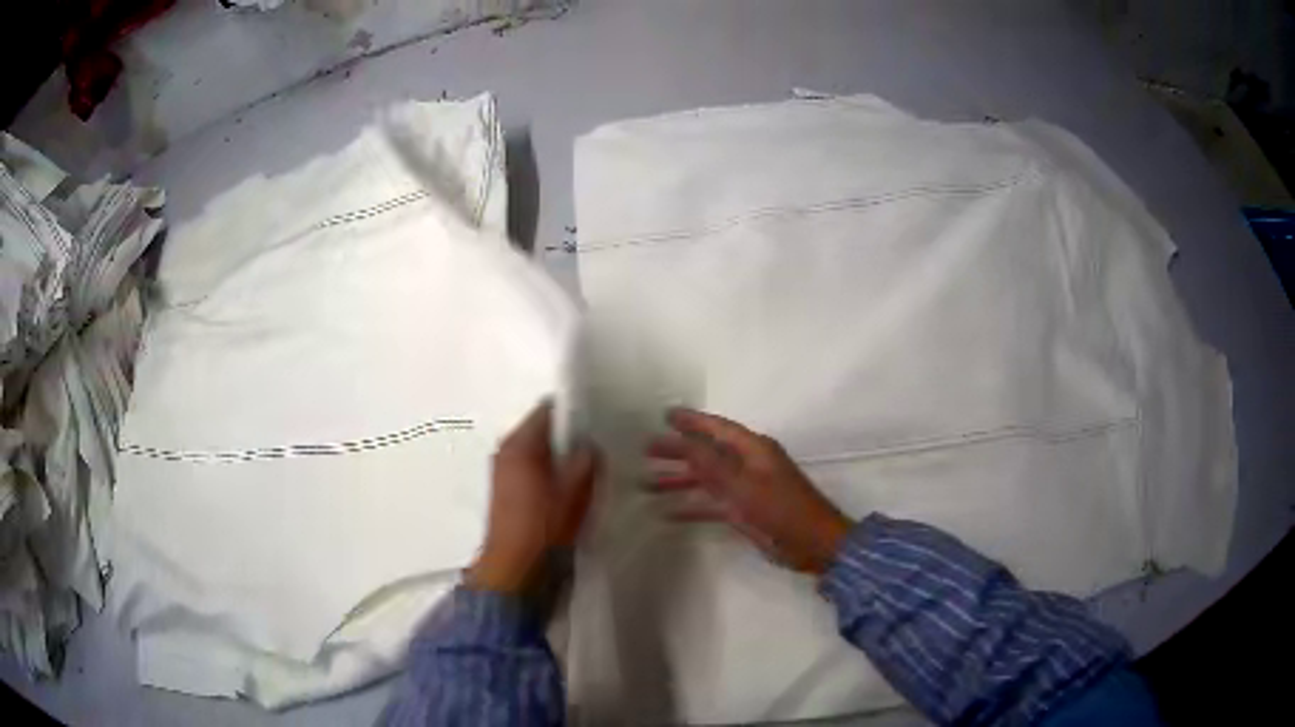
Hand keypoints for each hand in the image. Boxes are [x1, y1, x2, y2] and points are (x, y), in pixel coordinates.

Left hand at [467, 400, 600, 594]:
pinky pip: (532, 470)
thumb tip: (590, 445)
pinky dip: (550, 473)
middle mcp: (506, 450)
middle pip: (542, 430)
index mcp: (520, 444)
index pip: (548, 410)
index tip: (600, 419)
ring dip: (561, 457)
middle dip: (569, 436)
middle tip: (600, 445)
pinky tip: (570, 488)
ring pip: (538, 452)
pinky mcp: (506, 492)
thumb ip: (585, 461)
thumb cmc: (544, 527)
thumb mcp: (574, 491)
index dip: (575, 411)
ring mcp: (503, 471)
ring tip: (589, 468)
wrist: (515, 569)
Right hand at [646, 408, 852, 574]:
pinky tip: (667, 514)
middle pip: (707, 452)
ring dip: (679, 480)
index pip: (717, 428)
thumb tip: (682, 438)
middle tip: (646, 450)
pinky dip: (692, 507)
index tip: (664, 415)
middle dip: (678, 451)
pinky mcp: (744, 512)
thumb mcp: (743, 484)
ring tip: (646, 483)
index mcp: (753, 449)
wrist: (812, 544)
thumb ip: (711, 463)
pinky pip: (712, 504)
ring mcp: (745, 489)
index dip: (691, 421)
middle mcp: (747, 464)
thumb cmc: (781, 509)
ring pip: (706, 479)